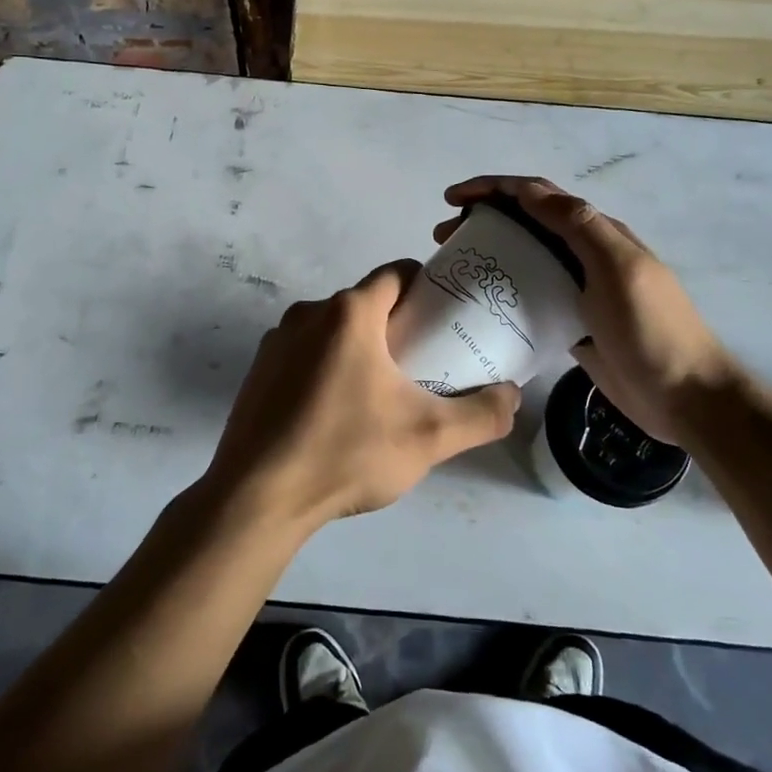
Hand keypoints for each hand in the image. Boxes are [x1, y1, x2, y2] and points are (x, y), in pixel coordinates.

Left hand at [203, 260, 519, 532]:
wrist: (258, 497)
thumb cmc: (346, 453)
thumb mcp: (429, 437)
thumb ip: (481, 414)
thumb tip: (512, 395)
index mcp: (349, 313)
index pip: (397, 274)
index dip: (428, 287)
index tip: (448, 316)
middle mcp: (308, 313)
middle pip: (366, 303)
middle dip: (397, 324)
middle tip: (425, 362)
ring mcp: (277, 341)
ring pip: (333, 329)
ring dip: (360, 348)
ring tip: (383, 392)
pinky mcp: (258, 370)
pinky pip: (305, 353)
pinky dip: (327, 367)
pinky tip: (337, 412)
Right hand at [438, 177, 734, 443]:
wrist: (684, 395)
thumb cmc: (651, 328)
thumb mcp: (618, 268)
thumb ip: (579, 226)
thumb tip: (530, 191)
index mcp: (596, 232)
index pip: (537, 195)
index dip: (494, 188)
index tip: (453, 199)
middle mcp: (584, 253)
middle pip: (525, 222)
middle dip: (483, 218)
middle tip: (444, 236)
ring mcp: (577, 288)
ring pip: (524, 257)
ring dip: (489, 251)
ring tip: (454, 264)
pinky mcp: (569, 321)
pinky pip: (529, 295)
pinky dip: (502, 289)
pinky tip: (480, 302)